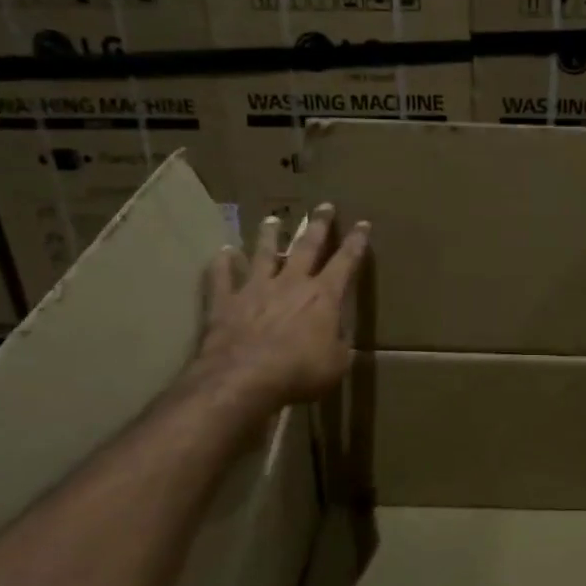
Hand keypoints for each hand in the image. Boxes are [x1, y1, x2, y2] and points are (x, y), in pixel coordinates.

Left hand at [187, 202, 369, 411]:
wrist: (244, 379)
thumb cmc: (299, 373)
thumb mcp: (336, 364)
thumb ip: (339, 344)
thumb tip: (338, 336)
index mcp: (323, 297)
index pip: (346, 262)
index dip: (357, 242)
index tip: (363, 224)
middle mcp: (291, 283)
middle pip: (306, 246)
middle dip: (318, 225)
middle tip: (324, 206)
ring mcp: (255, 289)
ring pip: (264, 253)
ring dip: (269, 235)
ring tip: (272, 219)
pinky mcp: (226, 302)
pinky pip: (222, 277)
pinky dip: (222, 263)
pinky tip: (223, 252)